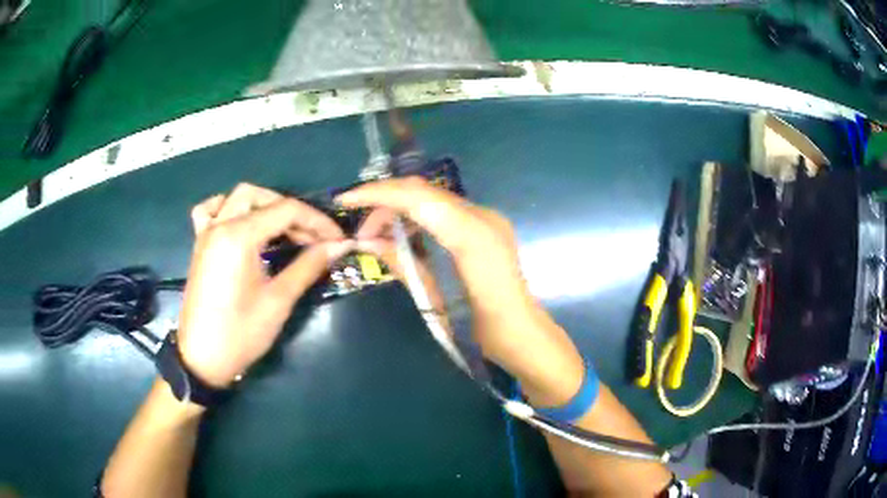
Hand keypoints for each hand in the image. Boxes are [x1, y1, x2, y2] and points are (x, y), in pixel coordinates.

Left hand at [177, 183, 352, 387]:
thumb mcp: (278, 301)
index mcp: (239, 236)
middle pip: (261, 197)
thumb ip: (308, 266)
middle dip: (292, 212)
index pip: (285, 210)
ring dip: (264, 205)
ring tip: (283, 230)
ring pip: (237, 198)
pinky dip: (228, 208)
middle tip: (312, 239)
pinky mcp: (200, 245)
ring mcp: (206, 233)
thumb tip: (339, 245)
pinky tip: (240, 223)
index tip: (337, 239)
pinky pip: (211, 211)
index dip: (317, 222)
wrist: (202, 359)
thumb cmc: (241, 333)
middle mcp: (220, 224)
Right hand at [338, 177, 566, 374]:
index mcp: (471, 236)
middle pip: (424, 193)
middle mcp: (482, 217)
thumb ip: (402, 263)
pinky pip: (445, 211)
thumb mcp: (434, 300)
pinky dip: (418, 216)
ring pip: (433, 199)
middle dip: (385, 203)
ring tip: (376, 236)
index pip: (417, 198)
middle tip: (361, 233)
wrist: (522, 335)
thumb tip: (368, 242)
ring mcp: (488, 219)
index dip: (378, 194)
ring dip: (400, 210)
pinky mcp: (487, 226)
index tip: (345, 199)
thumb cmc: (480, 331)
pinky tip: (402, 235)